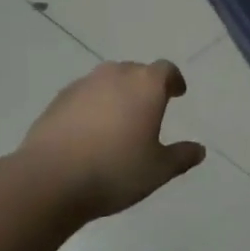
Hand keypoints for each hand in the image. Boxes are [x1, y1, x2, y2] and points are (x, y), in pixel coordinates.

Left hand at [21, 60, 205, 220]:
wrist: (50, 180)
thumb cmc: (115, 171)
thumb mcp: (159, 170)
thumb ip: (182, 156)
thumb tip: (199, 150)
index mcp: (146, 86)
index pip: (166, 70)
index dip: (174, 80)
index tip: (177, 93)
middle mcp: (115, 76)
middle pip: (136, 71)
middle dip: (145, 86)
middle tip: (149, 108)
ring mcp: (83, 85)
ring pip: (107, 81)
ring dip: (117, 94)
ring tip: (119, 120)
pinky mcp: (57, 100)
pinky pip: (84, 95)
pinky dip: (92, 106)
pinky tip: (90, 131)